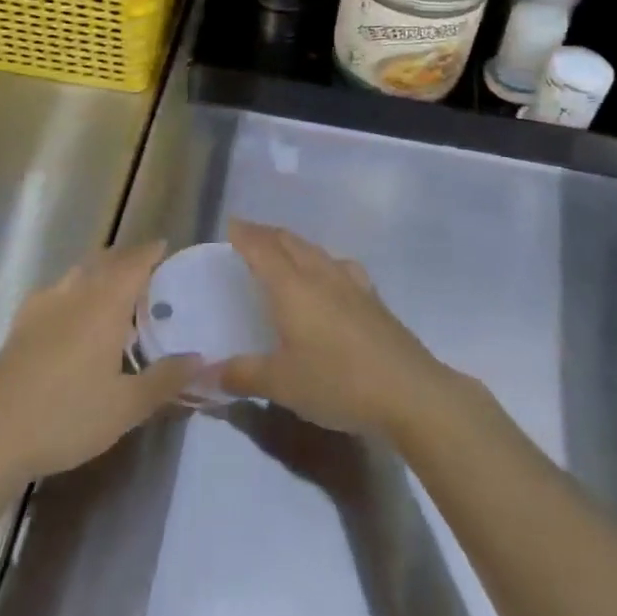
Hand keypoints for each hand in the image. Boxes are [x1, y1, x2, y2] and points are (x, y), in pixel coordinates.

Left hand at [0, 243, 201, 488]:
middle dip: (127, 258)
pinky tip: (71, 310)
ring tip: (113, 287)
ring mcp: (43, 305)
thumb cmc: (68, 417)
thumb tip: (200, 358)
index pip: (133, 264)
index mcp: (105, 306)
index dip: (150, 252)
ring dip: (99, 270)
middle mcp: (76, 294)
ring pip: (78, 272)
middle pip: (105, 262)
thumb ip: (166, 379)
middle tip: (146, 268)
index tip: (164, 247)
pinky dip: (73, 288)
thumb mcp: (127, 407)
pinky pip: (55, 290)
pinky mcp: (21, 323)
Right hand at [219, 221, 458, 439]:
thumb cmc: (337, 382)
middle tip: (250, 235)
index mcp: (292, 287)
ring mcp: (352, 284)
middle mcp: (320, 276)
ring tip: (285, 250)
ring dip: (296, 245)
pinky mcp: (374, 299)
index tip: (232, 224)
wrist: (409, 392)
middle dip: (267, 234)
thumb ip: (242, 375)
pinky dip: (325, 262)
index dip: (245, 234)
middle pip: (290, 242)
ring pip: (317, 251)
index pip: (262, 249)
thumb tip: (206, 374)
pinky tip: (331, 276)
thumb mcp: (281, 385)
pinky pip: (341, 267)